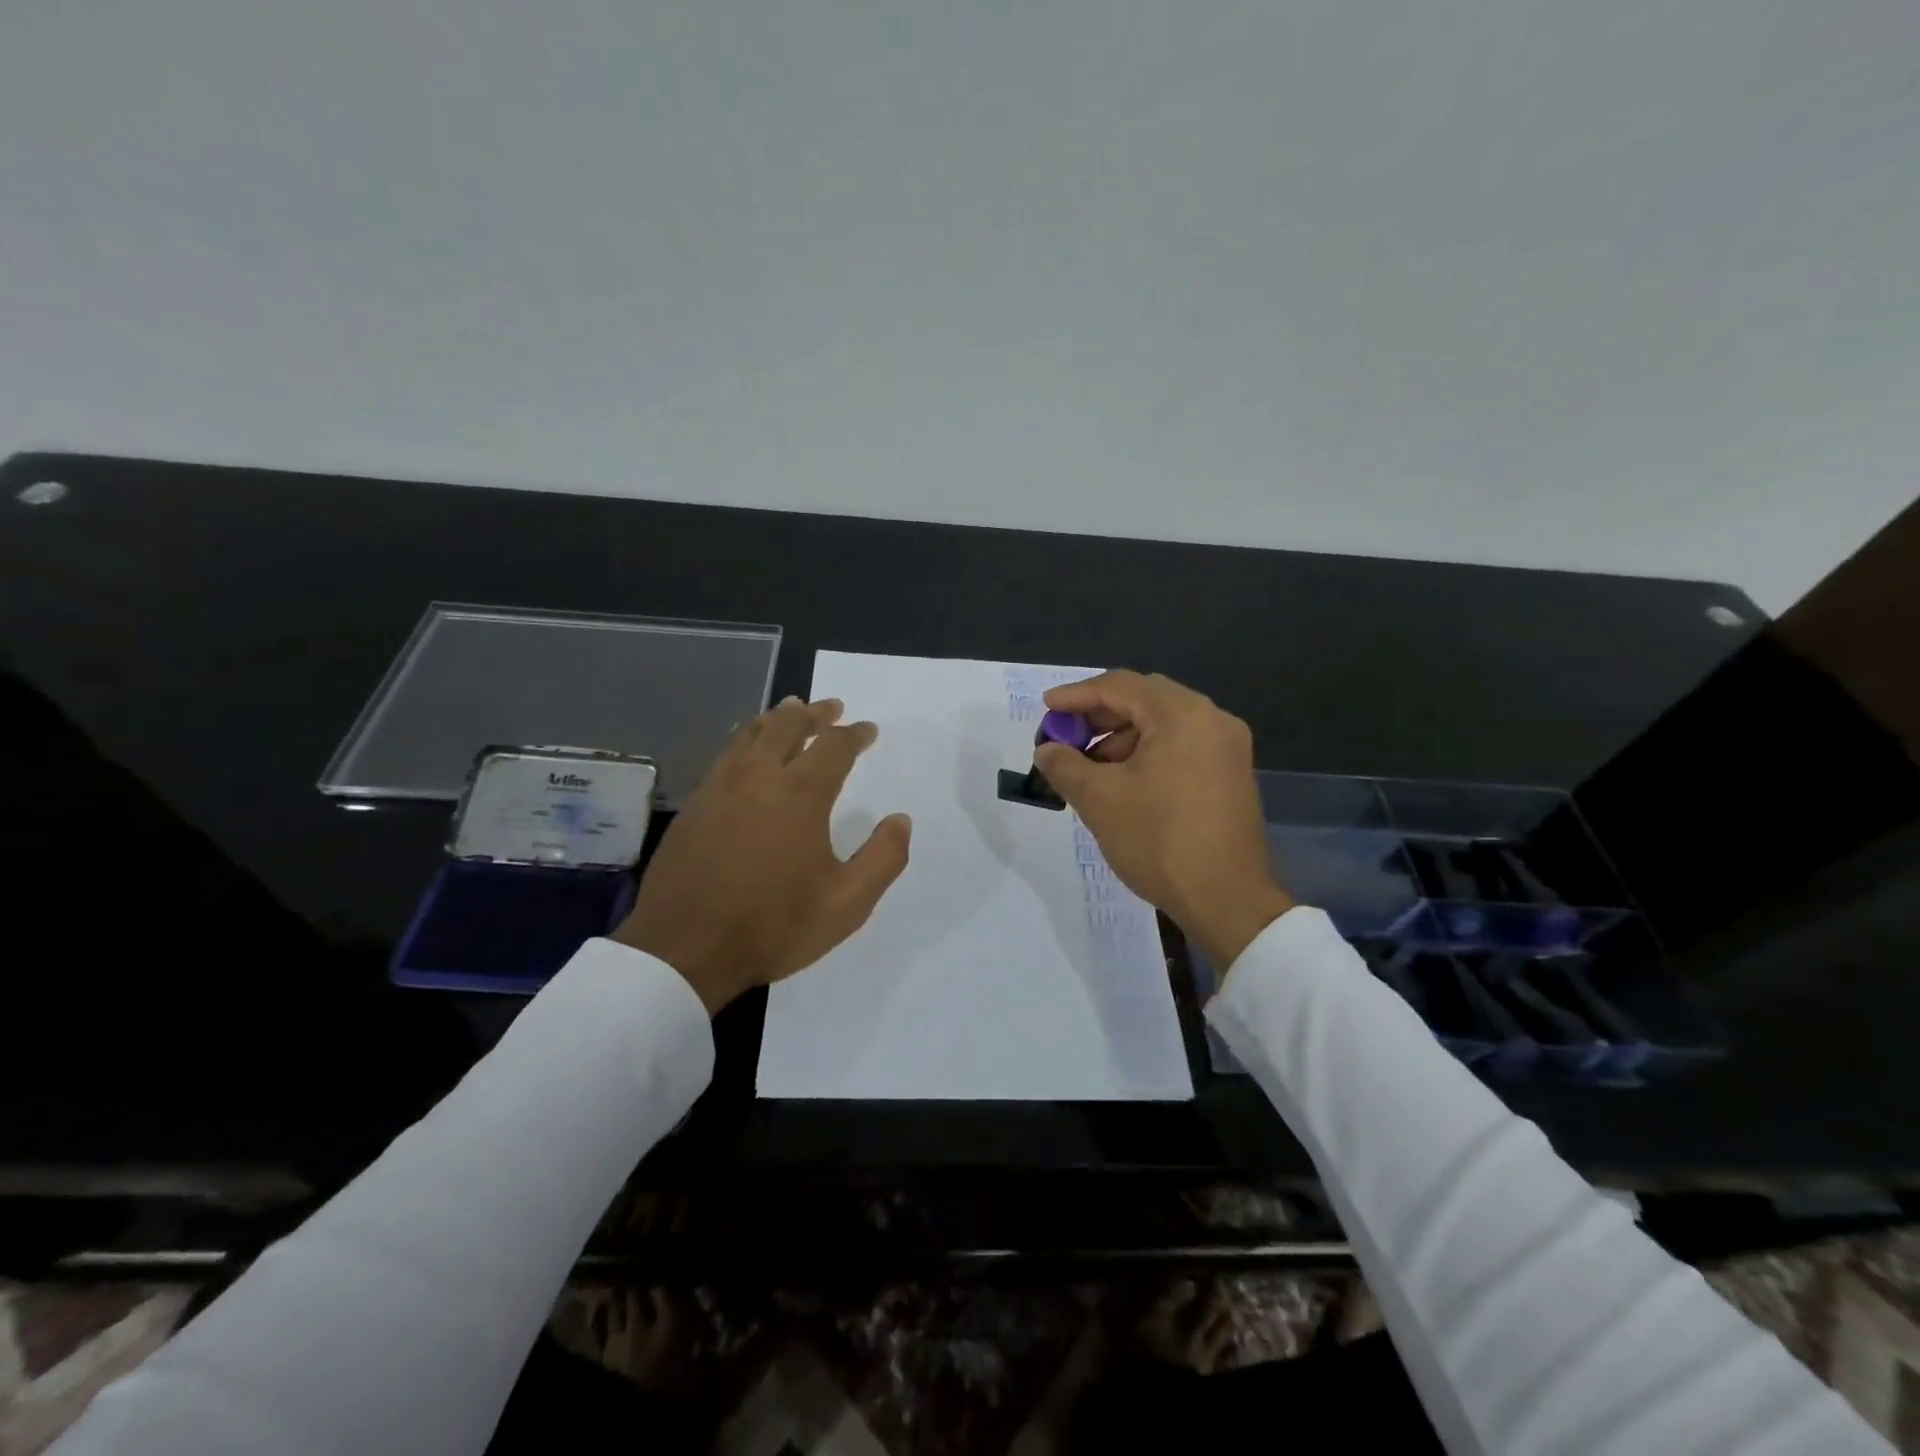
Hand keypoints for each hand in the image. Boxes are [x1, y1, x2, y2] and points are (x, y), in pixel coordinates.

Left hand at [614, 697, 911, 1013]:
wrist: (683, 949)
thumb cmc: (773, 926)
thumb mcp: (847, 904)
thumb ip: (883, 858)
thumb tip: (900, 820)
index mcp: (800, 794)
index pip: (834, 746)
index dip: (854, 734)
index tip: (868, 730)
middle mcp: (758, 777)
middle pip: (788, 724)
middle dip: (815, 712)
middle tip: (832, 707)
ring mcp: (719, 787)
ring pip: (750, 733)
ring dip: (777, 718)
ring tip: (791, 711)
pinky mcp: (694, 804)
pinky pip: (726, 753)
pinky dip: (746, 739)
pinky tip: (748, 750)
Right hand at [1034, 671, 1292, 966]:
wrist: (1227, 900)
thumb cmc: (1159, 840)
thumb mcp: (1099, 799)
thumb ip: (1064, 765)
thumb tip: (1047, 749)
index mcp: (1182, 715)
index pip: (1120, 686)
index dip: (1077, 695)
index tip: (1047, 708)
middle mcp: (1212, 719)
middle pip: (1144, 700)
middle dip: (1099, 716)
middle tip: (1065, 736)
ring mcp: (1227, 748)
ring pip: (1163, 725)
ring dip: (1122, 738)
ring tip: (1089, 769)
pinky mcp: (1231, 774)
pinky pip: (1181, 747)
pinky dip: (1147, 754)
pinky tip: (1123, 783)